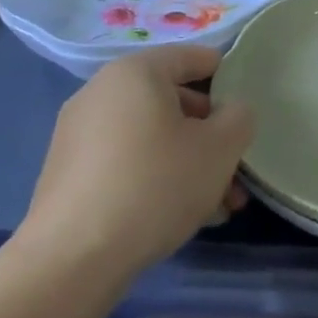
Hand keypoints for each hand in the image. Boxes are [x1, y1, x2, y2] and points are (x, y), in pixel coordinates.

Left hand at [17, 45, 255, 282]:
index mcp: (136, 72)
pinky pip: (128, 163)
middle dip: (212, 137)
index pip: (195, 58)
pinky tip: (183, 216)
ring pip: (154, 138)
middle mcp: (101, 93)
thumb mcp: (221, 147)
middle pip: (175, 103)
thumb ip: (239, 117)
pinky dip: (158, 179)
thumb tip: (230, 112)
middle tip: (238, 171)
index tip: (248, 114)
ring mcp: (80, 134)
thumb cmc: (156, 184)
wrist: (72, 260)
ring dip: (192, 164)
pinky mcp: (70, 174)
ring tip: (219, 206)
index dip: (230, 80)